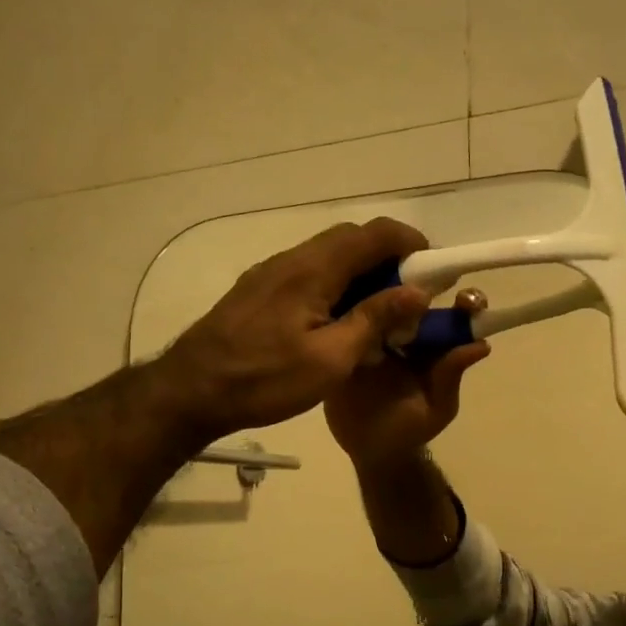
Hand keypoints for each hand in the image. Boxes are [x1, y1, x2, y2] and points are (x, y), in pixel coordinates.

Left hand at [158, 219, 431, 446]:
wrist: (190, 392)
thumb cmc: (264, 379)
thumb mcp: (330, 359)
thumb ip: (374, 319)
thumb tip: (417, 291)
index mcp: (313, 269)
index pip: (374, 233)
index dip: (412, 243)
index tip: (435, 270)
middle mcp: (292, 259)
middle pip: (352, 241)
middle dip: (389, 260)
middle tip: (410, 298)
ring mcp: (271, 274)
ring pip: (329, 258)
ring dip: (362, 276)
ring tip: (380, 315)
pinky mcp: (259, 291)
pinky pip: (309, 276)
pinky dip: (337, 288)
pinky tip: (340, 323)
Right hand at [325, 293, 490, 470]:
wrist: (368, 449)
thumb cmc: (409, 429)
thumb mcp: (437, 407)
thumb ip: (451, 377)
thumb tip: (480, 344)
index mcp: (433, 344)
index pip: (451, 315)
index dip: (461, 303)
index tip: (464, 299)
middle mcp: (405, 331)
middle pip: (413, 299)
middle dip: (415, 286)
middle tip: (413, 288)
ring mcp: (373, 333)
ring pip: (379, 303)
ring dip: (377, 292)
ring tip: (376, 288)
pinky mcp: (344, 341)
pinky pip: (347, 321)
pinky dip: (347, 309)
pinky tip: (345, 297)